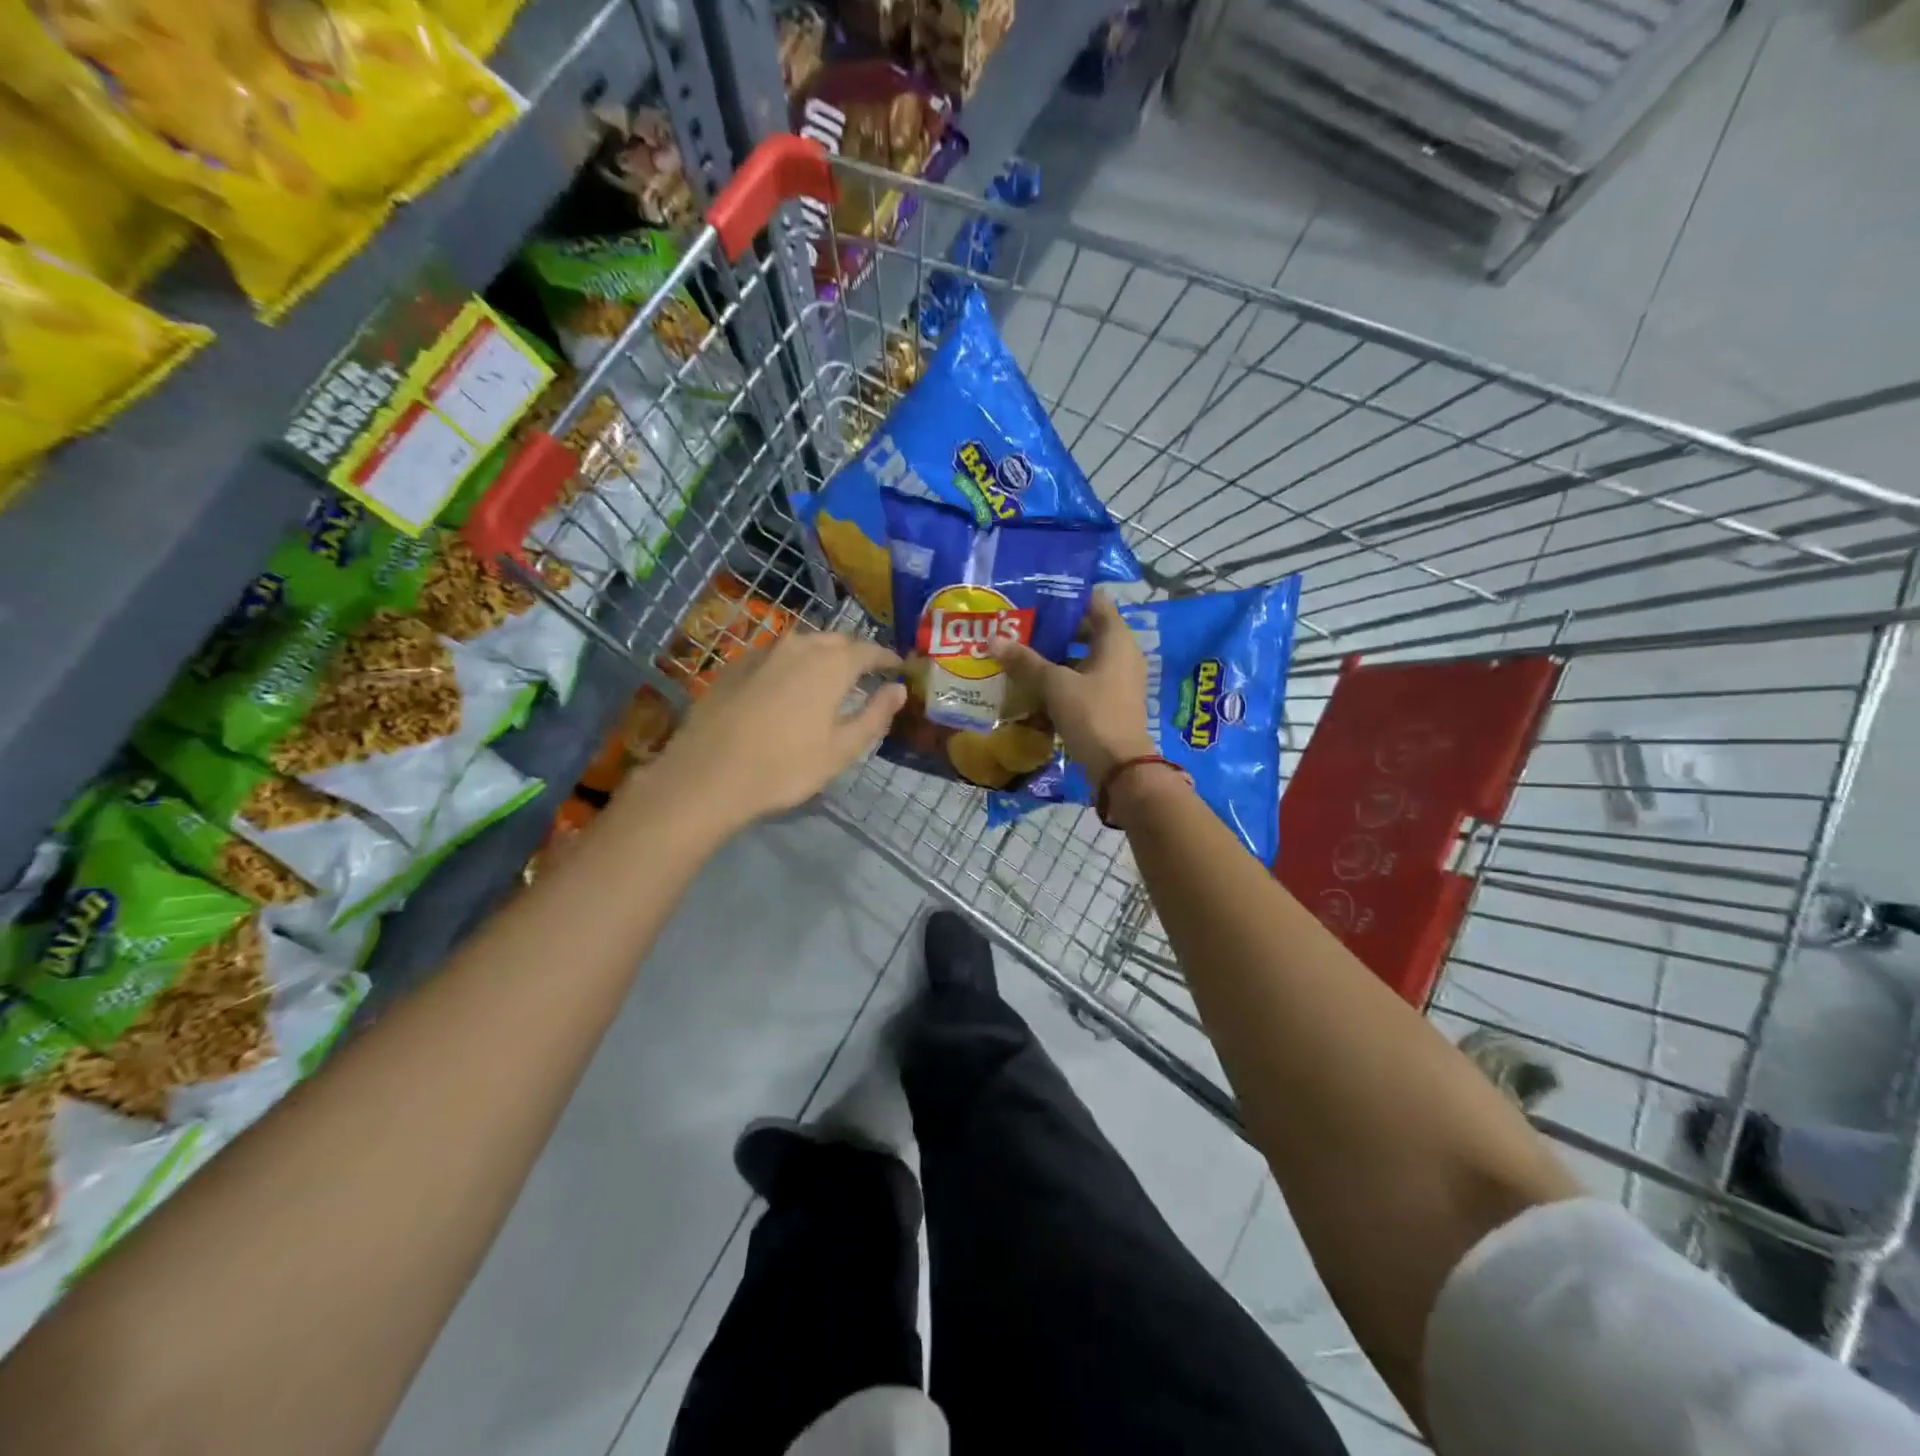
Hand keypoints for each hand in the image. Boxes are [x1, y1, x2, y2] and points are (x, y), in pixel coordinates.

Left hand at [654, 631, 905, 829]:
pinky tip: (787, 685)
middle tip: (865, 672)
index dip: (885, 658)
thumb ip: (875, 715)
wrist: (708, 775)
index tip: (897, 666)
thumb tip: (898, 689)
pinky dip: (791, 664)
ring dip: (821, 655)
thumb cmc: (785, 767)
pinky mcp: (735, 665)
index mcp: (831, 664)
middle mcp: (798, 647)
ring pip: (802, 644)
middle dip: (854, 653)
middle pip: (835, 641)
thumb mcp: (841, 749)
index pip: (868, 650)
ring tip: (828, 676)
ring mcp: (762, 652)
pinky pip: (775, 655)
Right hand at [990, 594, 1155, 782]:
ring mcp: (1116, 678)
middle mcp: (1121, 653)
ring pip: (1080, 657)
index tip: (1034, 595)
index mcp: (1116, 638)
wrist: (1120, 767)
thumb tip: (992, 640)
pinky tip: (1032, 684)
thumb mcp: (1055, 685)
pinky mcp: (1108, 701)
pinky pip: (1081, 680)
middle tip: (1018, 625)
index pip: (1093, 600)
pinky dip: (1060, 679)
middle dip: (1051, 629)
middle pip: (1084, 629)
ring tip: (1018, 652)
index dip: (1065, 596)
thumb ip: (1025, 661)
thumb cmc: (1092, 714)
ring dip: (1053, 656)